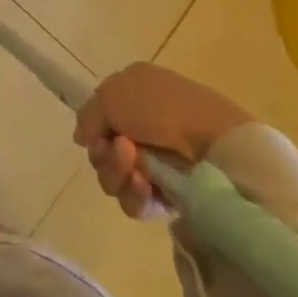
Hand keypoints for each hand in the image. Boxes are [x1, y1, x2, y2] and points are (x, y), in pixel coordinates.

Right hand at [73, 63, 252, 218]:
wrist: (215, 145)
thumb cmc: (161, 108)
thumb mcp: (112, 95)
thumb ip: (88, 115)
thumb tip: (82, 138)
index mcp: (133, 95)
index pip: (99, 117)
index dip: (93, 128)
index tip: (96, 133)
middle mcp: (142, 127)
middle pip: (103, 151)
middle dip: (105, 154)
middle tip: (121, 149)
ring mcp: (157, 163)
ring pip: (115, 177)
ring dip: (117, 172)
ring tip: (136, 169)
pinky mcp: (169, 196)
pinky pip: (136, 201)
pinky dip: (134, 194)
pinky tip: (145, 185)